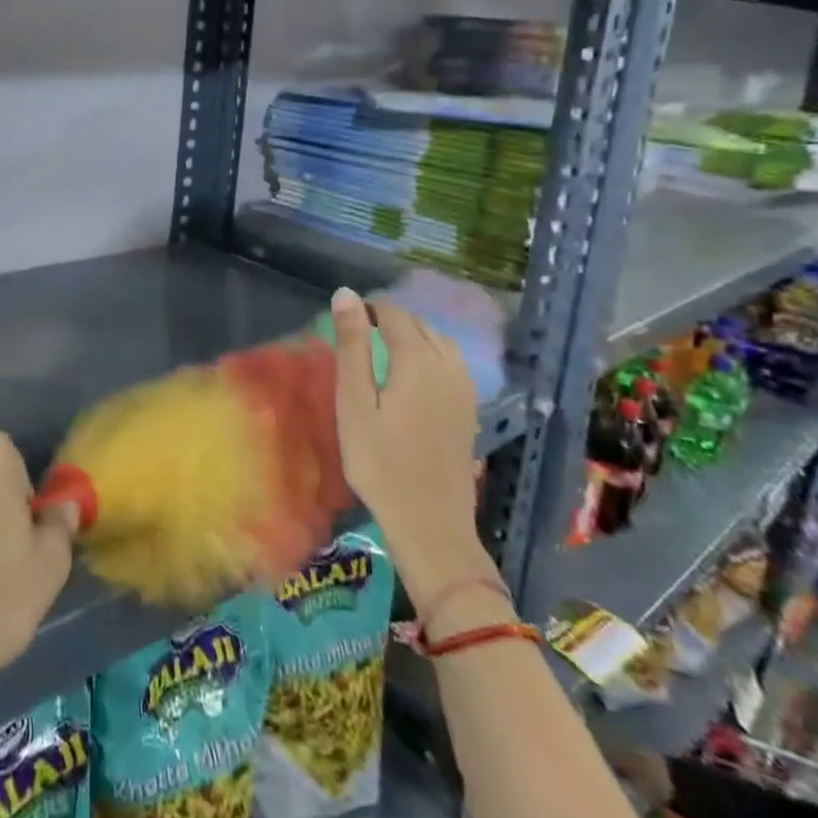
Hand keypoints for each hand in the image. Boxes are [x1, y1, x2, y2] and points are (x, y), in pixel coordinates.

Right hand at [331, 285, 493, 598]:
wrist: (430, 522)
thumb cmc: (379, 461)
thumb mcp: (354, 402)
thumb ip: (352, 345)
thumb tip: (346, 294)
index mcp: (418, 359)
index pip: (394, 314)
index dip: (370, 308)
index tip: (346, 318)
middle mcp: (448, 365)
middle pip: (420, 324)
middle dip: (391, 320)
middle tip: (358, 334)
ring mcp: (465, 388)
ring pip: (440, 342)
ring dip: (413, 336)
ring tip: (384, 349)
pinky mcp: (470, 409)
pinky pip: (453, 363)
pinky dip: (431, 354)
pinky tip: (415, 375)